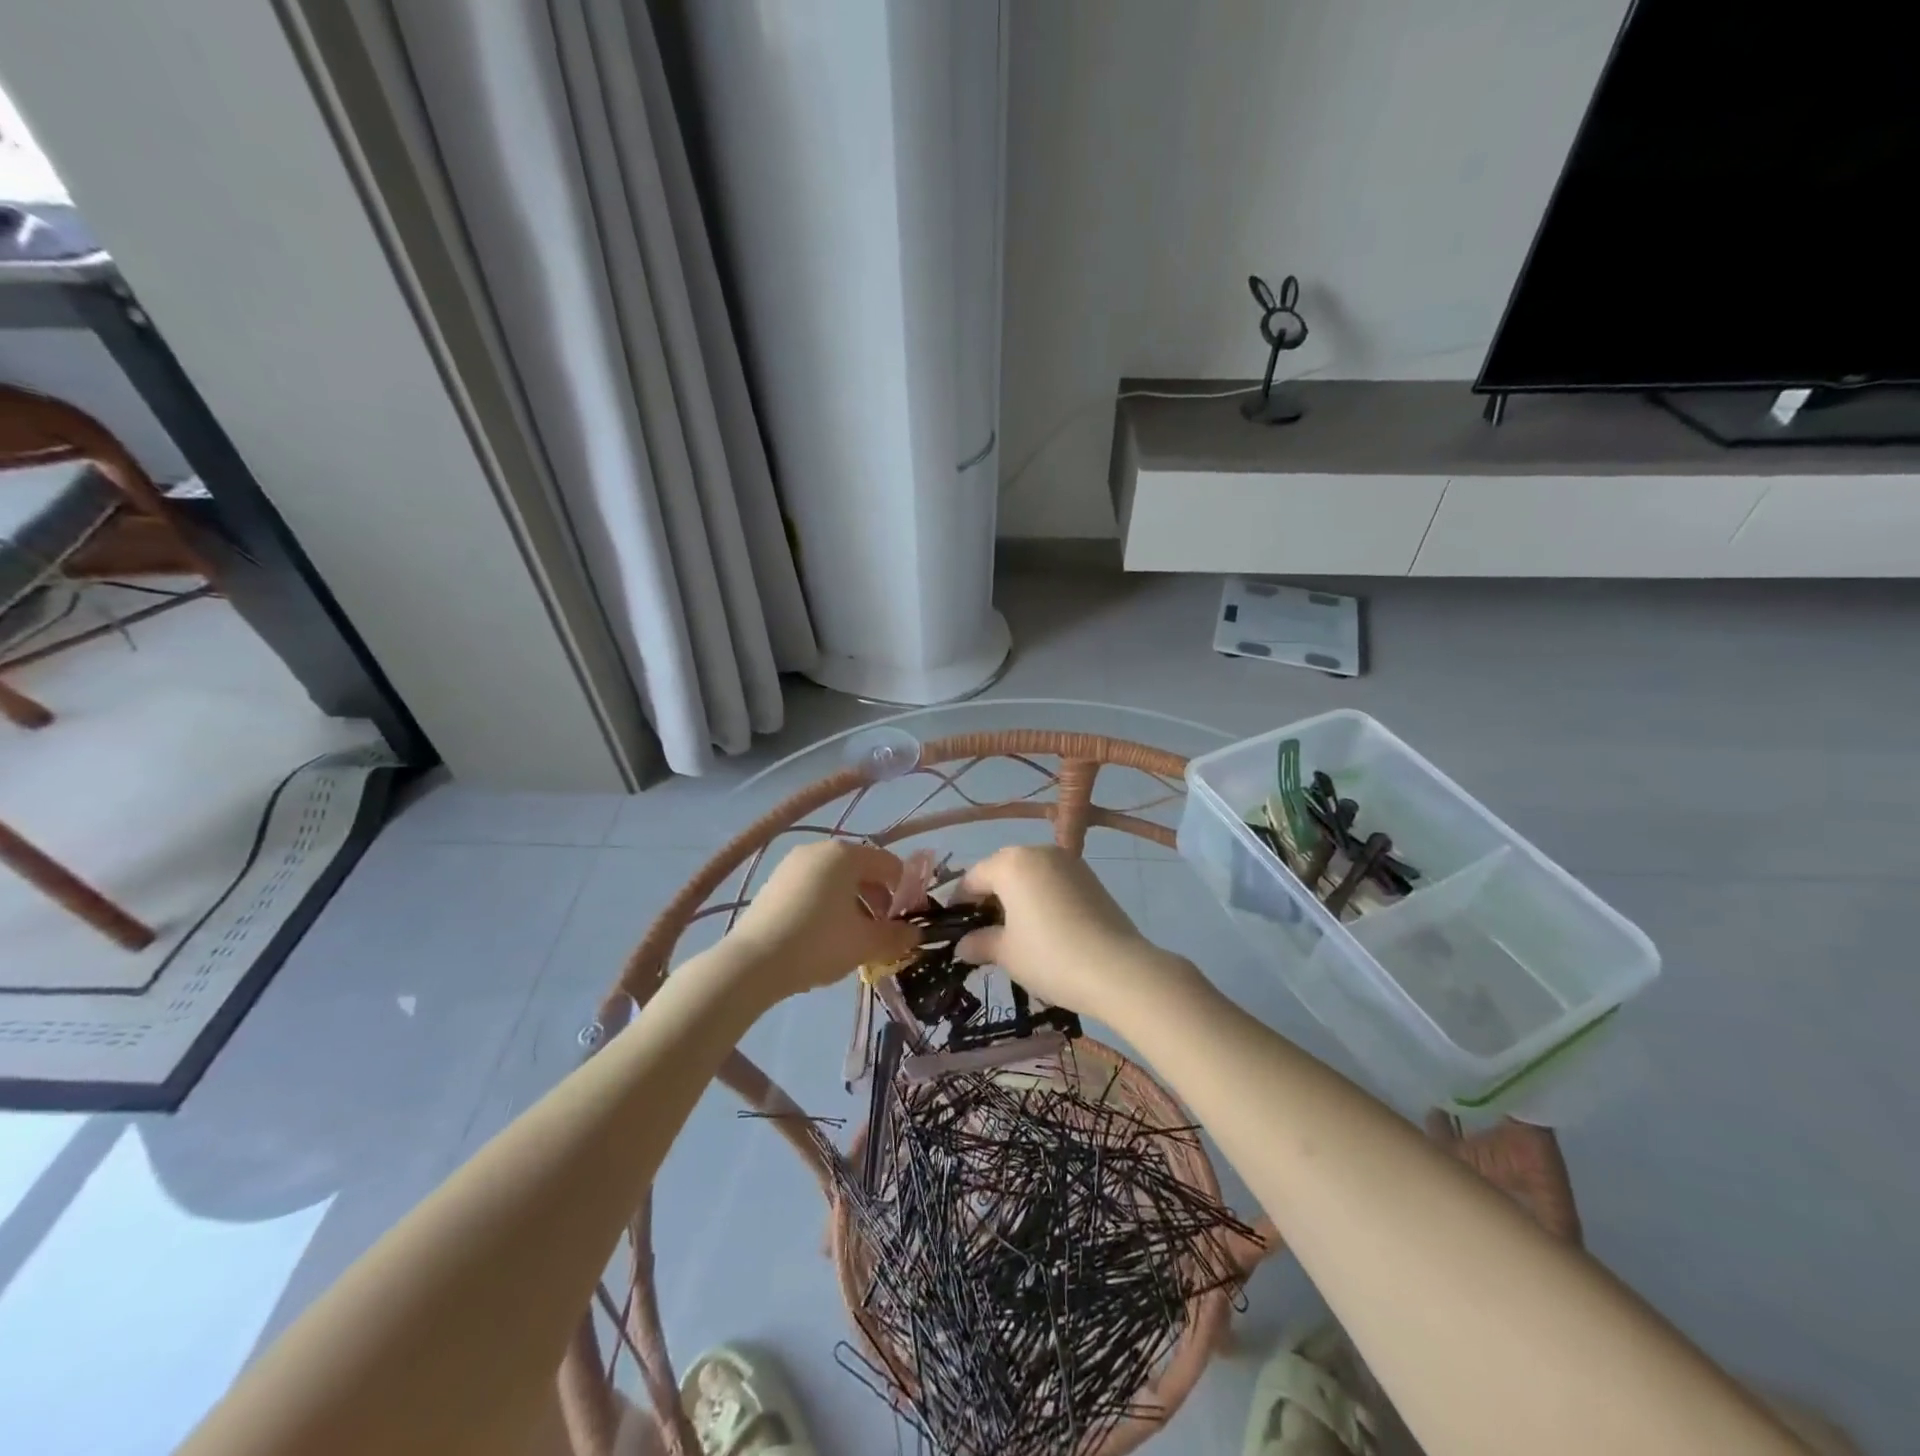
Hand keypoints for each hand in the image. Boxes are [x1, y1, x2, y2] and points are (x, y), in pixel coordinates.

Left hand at [725, 841, 918, 997]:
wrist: (752, 963)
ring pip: (837, 880)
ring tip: (855, 938)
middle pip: (863, 870)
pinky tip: (825, 936)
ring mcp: (792, 865)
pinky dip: (828, 905)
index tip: (907, 922)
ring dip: (854, 905)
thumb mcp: (866, 943)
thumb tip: (915, 934)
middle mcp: (819, 850)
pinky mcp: (774, 883)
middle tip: (882, 933)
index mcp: (846, 854)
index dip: (905, 892)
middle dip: (879, 900)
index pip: (890, 864)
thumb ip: (897, 936)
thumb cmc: (818, 944)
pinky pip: (813, 888)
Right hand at [954, 845, 1193, 1018]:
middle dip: (989, 897)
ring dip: (1017, 896)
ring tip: (1015, 931)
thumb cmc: (1050, 956)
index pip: (973, 877)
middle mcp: (1039, 852)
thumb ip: (980, 943)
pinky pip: (1053, 881)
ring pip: (1030, 874)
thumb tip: (963, 945)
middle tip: (983, 930)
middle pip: (1002, 869)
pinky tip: (1045, 928)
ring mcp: (1069, 862)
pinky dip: (1042, 897)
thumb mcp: (1006, 953)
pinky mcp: (1090, 877)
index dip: (960, 902)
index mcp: (1011, 863)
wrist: (1117, 969)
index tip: (955, 927)